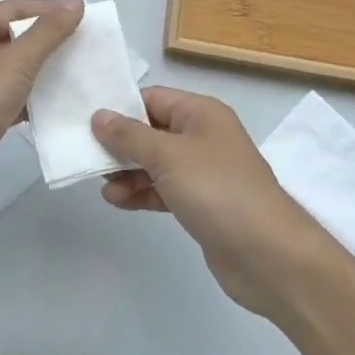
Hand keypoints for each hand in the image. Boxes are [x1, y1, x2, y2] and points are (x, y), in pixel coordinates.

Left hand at [0, 0, 84, 215]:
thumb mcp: (16, 62)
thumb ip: (48, 32)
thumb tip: (75, 0)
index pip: (15, 9)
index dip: (49, 10)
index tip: (84, 18)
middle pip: (15, 36)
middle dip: (49, 41)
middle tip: (87, 46)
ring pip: (15, 68)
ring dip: (44, 70)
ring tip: (80, 73)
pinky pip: (11, 94)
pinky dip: (33, 96)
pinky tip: (60, 103)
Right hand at [91, 87, 337, 317]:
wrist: (269, 256)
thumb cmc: (218, 191)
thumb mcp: (168, 156)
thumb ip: (129, 136)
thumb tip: (98, 115)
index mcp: (200, 113)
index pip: (151, 98)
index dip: (119, 108)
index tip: (85, 121)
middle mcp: (202, 136)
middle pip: (150, 130)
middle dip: (119, 144)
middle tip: (88, 157)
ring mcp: (202, 172)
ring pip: (154, 163)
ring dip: (127, 173)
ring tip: (105, 188)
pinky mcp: (200, 203)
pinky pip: (162, 189)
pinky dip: (142, 193)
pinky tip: (119, 202)